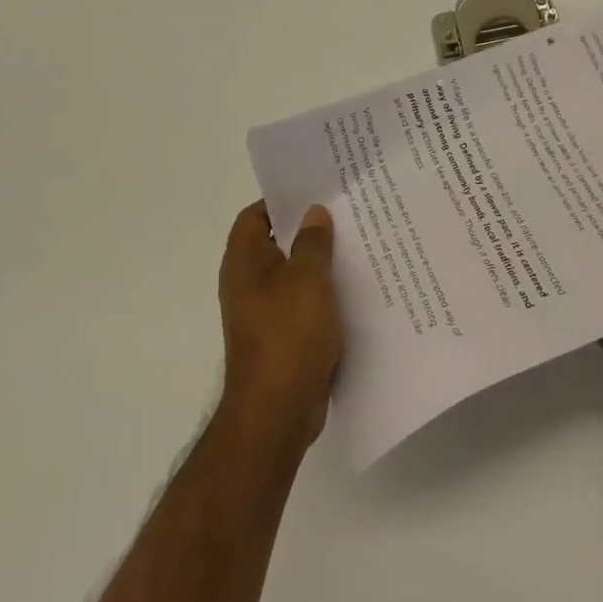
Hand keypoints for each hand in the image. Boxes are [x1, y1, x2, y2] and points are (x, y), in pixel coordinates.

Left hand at [217, 201, 342, 453]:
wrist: (276, 411)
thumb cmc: (288, 335)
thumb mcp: (307, 279)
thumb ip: (313, 242)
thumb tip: (313, 213)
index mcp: (244, 262)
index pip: (254, 215)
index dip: (281, 200)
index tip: (316, 191)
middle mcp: (248, 283)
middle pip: (276, 243)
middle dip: (308, 229)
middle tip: (346, 213)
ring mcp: (263, 312)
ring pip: (293, 274)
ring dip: (319, 263)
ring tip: (358, 245)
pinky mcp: (281, 337)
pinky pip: (303, 303)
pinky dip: (323, 294)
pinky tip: (354, 290)